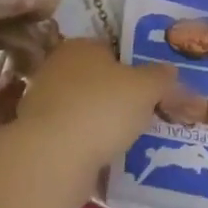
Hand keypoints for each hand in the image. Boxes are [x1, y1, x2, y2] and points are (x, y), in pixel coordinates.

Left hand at [16, 38, 171, 165]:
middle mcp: (56, 69)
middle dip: (117, 97)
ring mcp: (42, 105)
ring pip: (83, 110)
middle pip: (96, 80)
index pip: (111, 49)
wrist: (52, 159)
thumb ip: (162, 77)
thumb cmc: (102, 108)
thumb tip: (170, 71)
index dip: (133, 67)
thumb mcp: (146, 88)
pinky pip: (71, 138)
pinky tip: (106, 160)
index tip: (150, 88)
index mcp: (80, 46)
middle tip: (143, 115)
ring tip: (128, 142)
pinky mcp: (37, 139)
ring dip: (102, 124)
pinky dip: (87, 147)